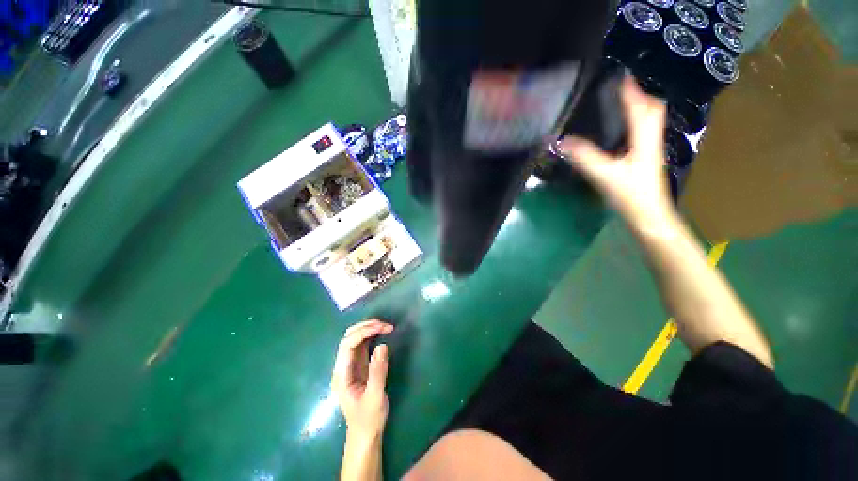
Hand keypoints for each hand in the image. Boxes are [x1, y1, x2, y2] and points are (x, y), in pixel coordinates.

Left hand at [332, 320, 393, 439]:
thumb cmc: (368, 419)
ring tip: (386, 327)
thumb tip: (382, 345)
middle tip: (386, 326)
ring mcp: (350, 365)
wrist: (365, 434)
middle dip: (366, 327)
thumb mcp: (375, 397)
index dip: (364, 332)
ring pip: (354, 338)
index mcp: (342, 374)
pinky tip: (381, 334)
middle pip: (349, 337)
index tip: (383, 328)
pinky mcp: (358, 366)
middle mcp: (343, 366)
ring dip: (369, 329)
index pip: (348, 344)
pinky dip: (372, 335)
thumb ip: (377, 371)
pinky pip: (362, 345)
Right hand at [556, 76, 674, 226]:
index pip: (641, 108)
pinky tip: (624, 129)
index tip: (621, 76)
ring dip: (639, 107)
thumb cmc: (630, 196)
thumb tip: (561, 142)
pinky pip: (644, 132)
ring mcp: (651, 150)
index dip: (631, 91)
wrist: (649, 217)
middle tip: (621, 88)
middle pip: (652, 110)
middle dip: (639, 96)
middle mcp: (651, 140)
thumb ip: (584, 157)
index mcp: (644, 140)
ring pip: (650, 121)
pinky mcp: (646, 160)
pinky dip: (636, 123)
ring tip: (623, 102)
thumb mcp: (604, 175)